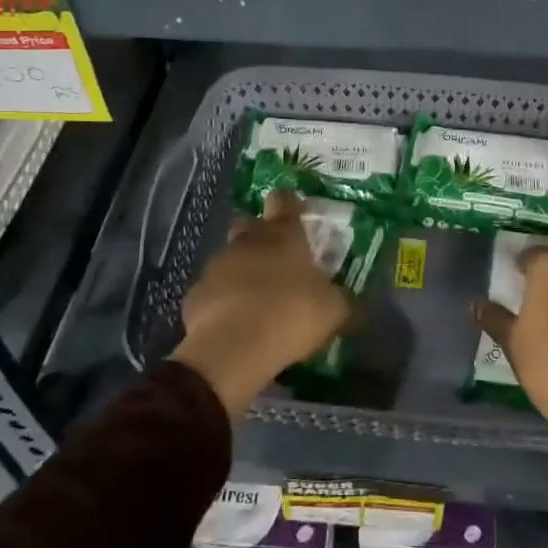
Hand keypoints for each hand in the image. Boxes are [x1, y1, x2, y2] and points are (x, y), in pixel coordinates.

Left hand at [171, 190, 350, 416]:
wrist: (233, 348)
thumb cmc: (291, 315)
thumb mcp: (333, 311)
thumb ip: (342, 300)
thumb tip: (351, 301)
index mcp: (283, 235)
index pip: (284, 199)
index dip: (289, 203)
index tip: (297, 214)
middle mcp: (248, 241)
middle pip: (250, 224)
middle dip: (260, 236)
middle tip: (276, 261)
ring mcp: (217, 265)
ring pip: (229, 257)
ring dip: (241, 271)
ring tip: (256, 300)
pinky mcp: (196, 293)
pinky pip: (213, 290)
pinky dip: (222, 300)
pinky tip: (234, 324)